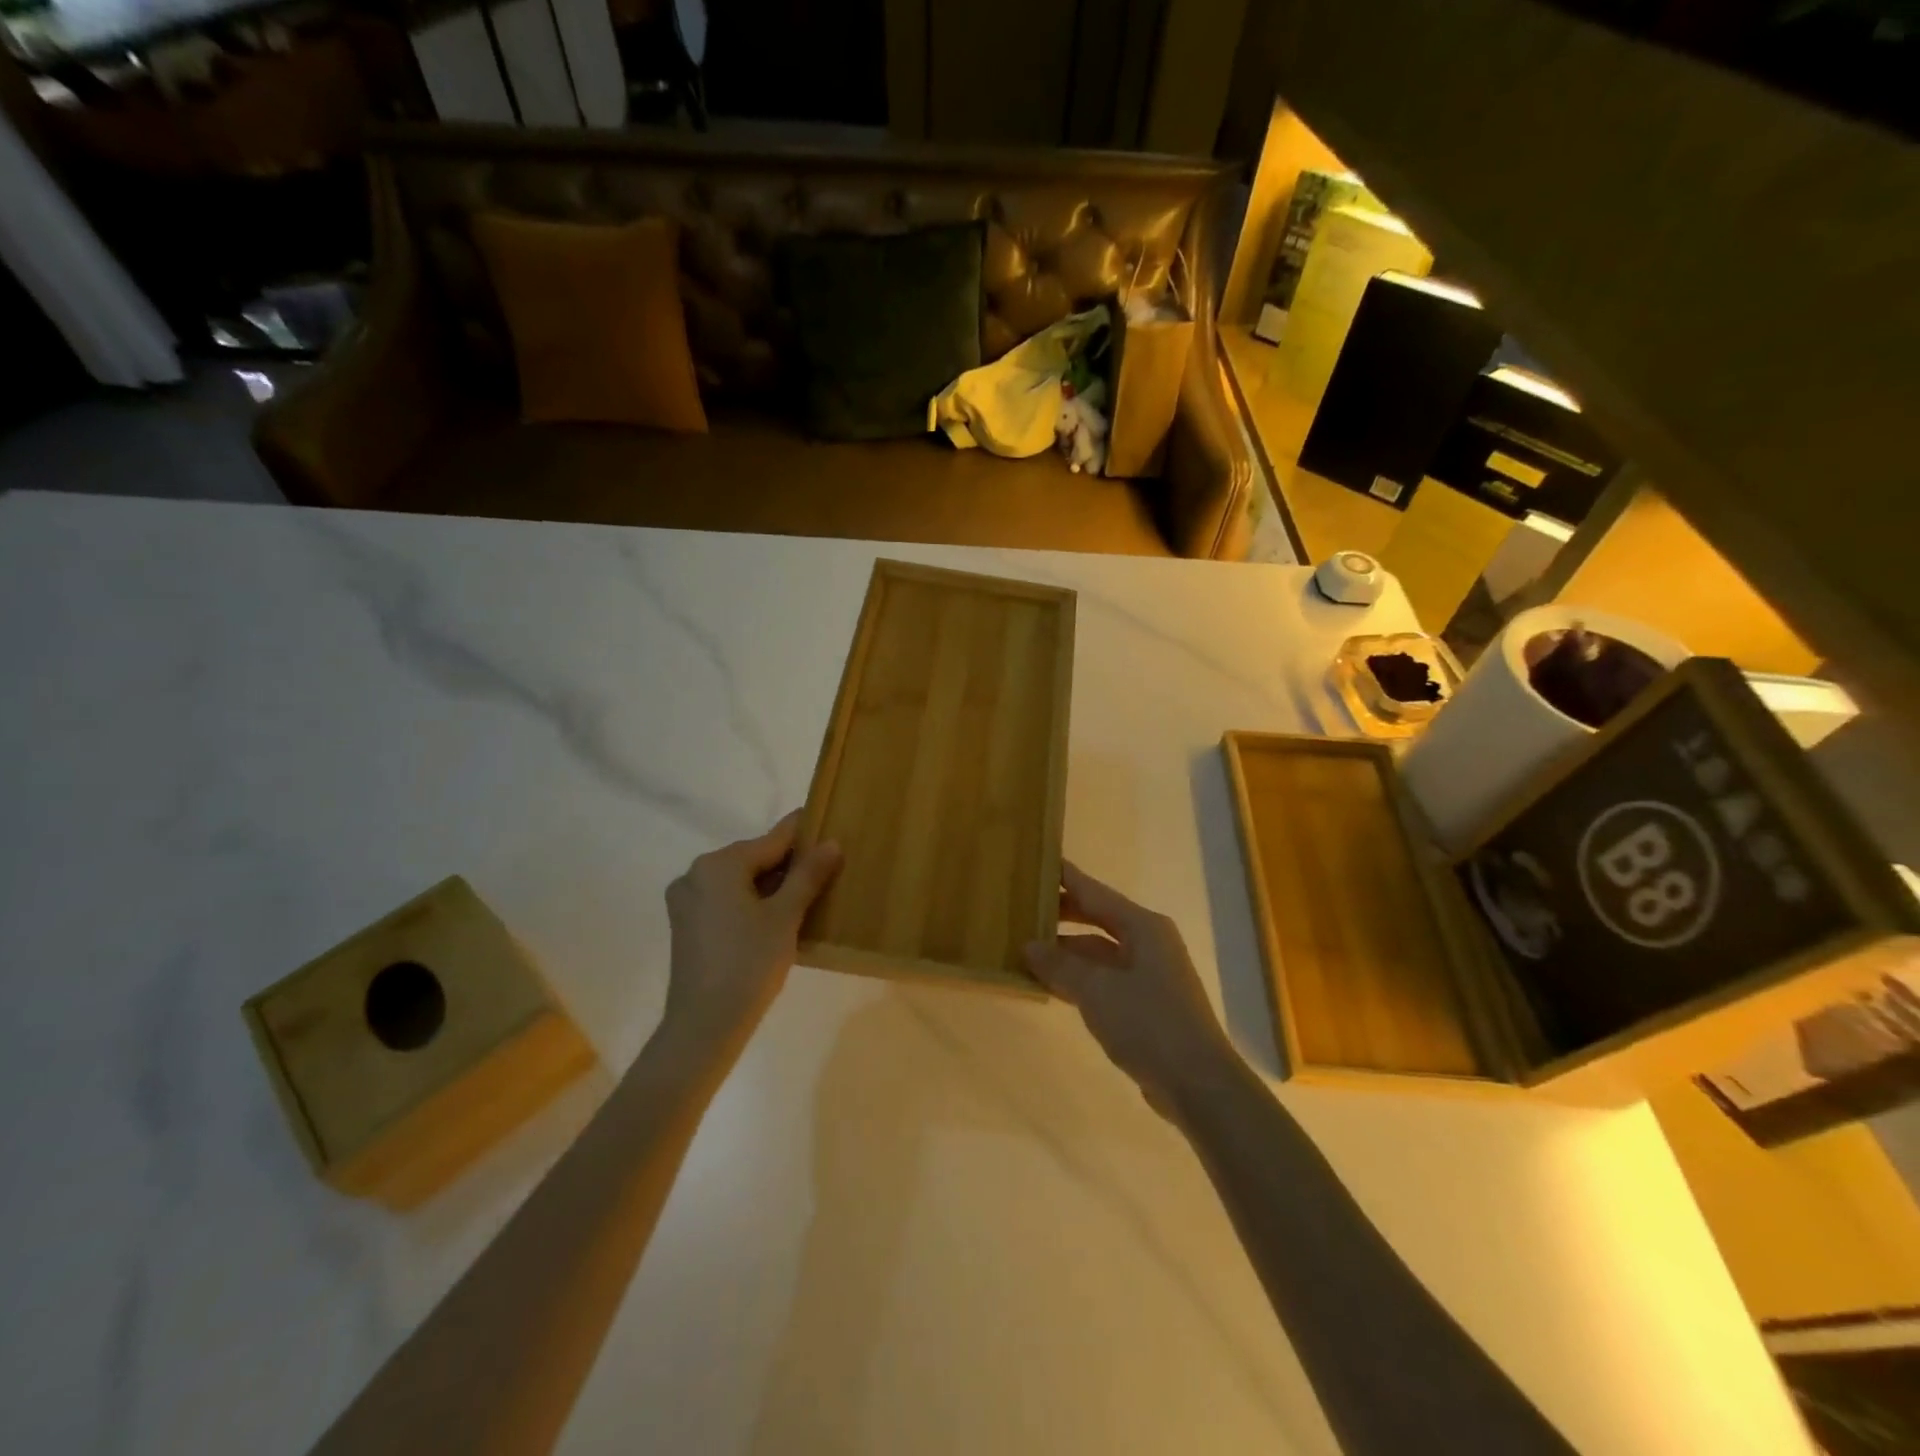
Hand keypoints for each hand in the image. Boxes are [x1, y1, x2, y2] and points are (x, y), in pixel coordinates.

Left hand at [663, 811, 841, 1052]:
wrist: (704, 1025)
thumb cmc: (749, 963)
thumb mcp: (786, 916)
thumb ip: (808, 875)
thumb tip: (832, 842)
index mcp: (719, 864)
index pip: (773, 839)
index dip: (804, 834)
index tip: (829, 825)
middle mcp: (696, 873)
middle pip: (754, 858)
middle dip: (789, 865)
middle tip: (826, 871)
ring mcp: (687, 900)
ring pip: (740, 881)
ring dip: (771, 886)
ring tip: (807, 897)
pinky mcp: (686, 924)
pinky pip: (726, 900)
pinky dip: (751, 903)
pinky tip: (776, 919)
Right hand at [1025, 862, 1237, 1116]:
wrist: (1198, 1085)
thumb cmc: (1149, 1023)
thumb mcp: (1097, 990)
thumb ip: (1060, 965)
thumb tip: (1029, 945)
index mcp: (1143, 927)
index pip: (1095, 892)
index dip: (1066, 878)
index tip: (1037, 862)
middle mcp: (1148, 943)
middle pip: (1098, 919)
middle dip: (1062, 915)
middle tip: (1023, 908)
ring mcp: (1148, 975)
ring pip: (1099, 952)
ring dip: (1066, 951)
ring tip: (1026, 948)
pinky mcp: (1145, 1005)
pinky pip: (1104, 980)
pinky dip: (1078, 979)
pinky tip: (1050, 984)